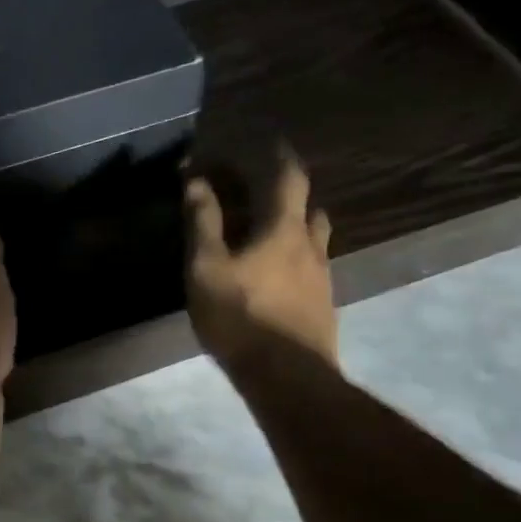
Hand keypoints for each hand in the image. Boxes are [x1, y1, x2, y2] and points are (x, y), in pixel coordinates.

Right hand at [185, 154, 338, 370]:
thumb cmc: (242, 317)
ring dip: (294, 231)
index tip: (270, 142)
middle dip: (288, 196)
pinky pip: (311, 271)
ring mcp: (323, 280)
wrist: (289, 379)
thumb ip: (203, 222)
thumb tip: (197, 181)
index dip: (280, 156)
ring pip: (313, 242)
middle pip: (309, 209)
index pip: (290, 177)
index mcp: (284, 229)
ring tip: (266, 238)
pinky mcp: (323, 308)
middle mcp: (311, 247)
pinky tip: (275, 280)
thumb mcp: (207, 268)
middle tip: (262, 196)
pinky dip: (295, 262)